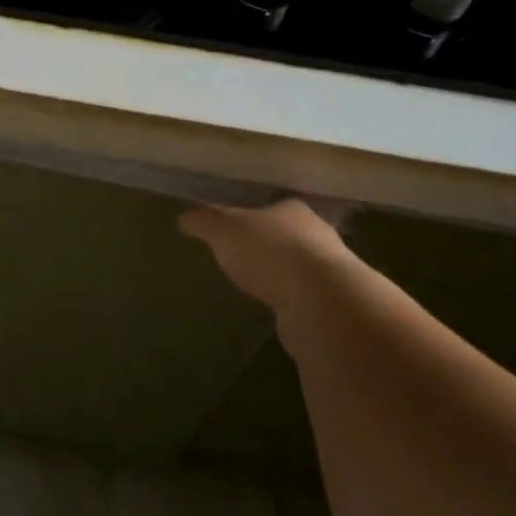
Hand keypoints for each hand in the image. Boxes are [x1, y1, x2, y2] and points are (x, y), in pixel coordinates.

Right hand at [180, 200, 356, 326]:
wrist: (319, 300)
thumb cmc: (269, 250)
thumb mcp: (224, 229)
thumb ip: (205, 222)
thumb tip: (183, 219)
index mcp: (293, 209)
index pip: (274, 206)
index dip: (256, 214)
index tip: (238, 225)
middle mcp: (317, 235)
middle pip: (289, 234)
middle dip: (270, 243)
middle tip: (245, 254)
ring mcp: (329, 272)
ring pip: (300, 266)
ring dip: (282, 274)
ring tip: (258, 284)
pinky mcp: (332, 305)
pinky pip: (305, 297)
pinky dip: (290, 300)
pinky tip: (276, 309)